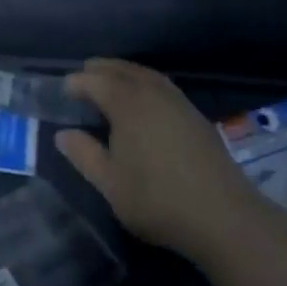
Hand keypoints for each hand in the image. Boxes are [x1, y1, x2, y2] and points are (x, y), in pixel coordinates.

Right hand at [56, 59, 258, 263]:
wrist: (223, 215)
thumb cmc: (157, 200)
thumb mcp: (110, 183)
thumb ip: (84, 155)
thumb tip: (62, 134)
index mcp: (127, 103)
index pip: (96, 81)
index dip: (77, 83)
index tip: (63, 90)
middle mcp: (153, 93)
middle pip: (122, 70)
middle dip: (100, 70)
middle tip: (83, 76)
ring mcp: (178, 102)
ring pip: (145, 75)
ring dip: (124, 73)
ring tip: (110, 82)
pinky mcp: (196, 115)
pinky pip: (162, 86)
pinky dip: (145, 83)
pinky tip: (144, 101)